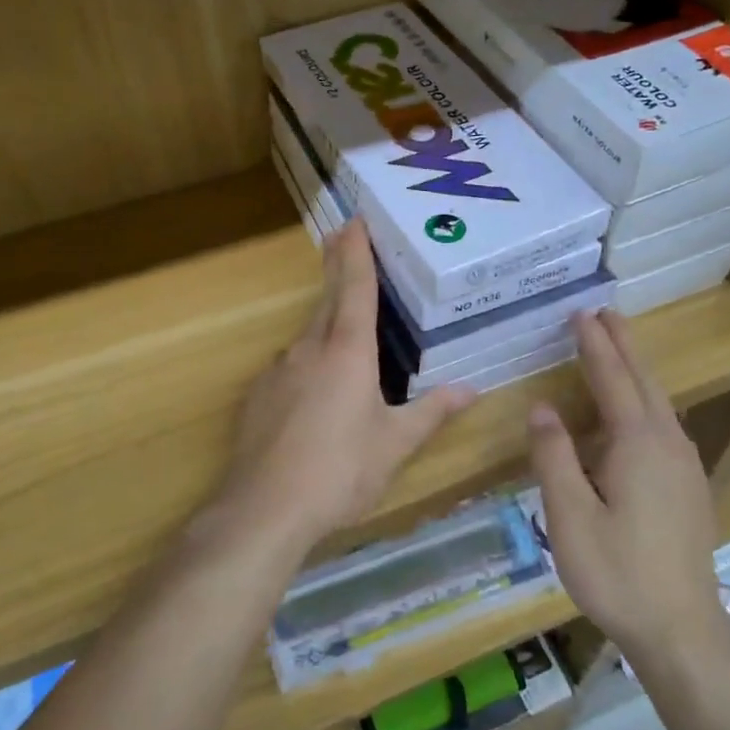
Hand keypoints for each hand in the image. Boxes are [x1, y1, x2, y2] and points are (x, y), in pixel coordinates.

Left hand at [216, 219, 472, 547]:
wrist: (265, 508)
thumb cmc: (341, 471)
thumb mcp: (394, 445)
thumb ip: (431, 413)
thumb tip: (471, 390)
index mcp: (348, 352)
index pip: (355, 288)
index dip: (356, 252)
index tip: (354, 221)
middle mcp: (309, 350)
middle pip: (327, 301)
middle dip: (336, 270)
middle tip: (343, 242)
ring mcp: (278, 371)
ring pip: (307, 337)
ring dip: (324, 323)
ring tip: (343, 332)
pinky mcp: (258, 396)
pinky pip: (289, 368)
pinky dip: (306, 365)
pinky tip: (313, 394)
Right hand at [527, 309, 722, 657]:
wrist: (681, 629)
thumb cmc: (617, 572)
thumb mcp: (569, 515)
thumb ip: (554, 456)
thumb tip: (542, 407)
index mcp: (637, 443)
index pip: (612, 378)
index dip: (594, 344)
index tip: (580, 312)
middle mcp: (668, 444)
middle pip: (644, 381)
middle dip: (623, 345)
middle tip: (604, 314)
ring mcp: (685, 466)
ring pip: (660, 403)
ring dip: (636, 371)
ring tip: (616, 351)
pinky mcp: (690, 488)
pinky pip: (665, 426)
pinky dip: (646, 401)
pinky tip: (636, 415)